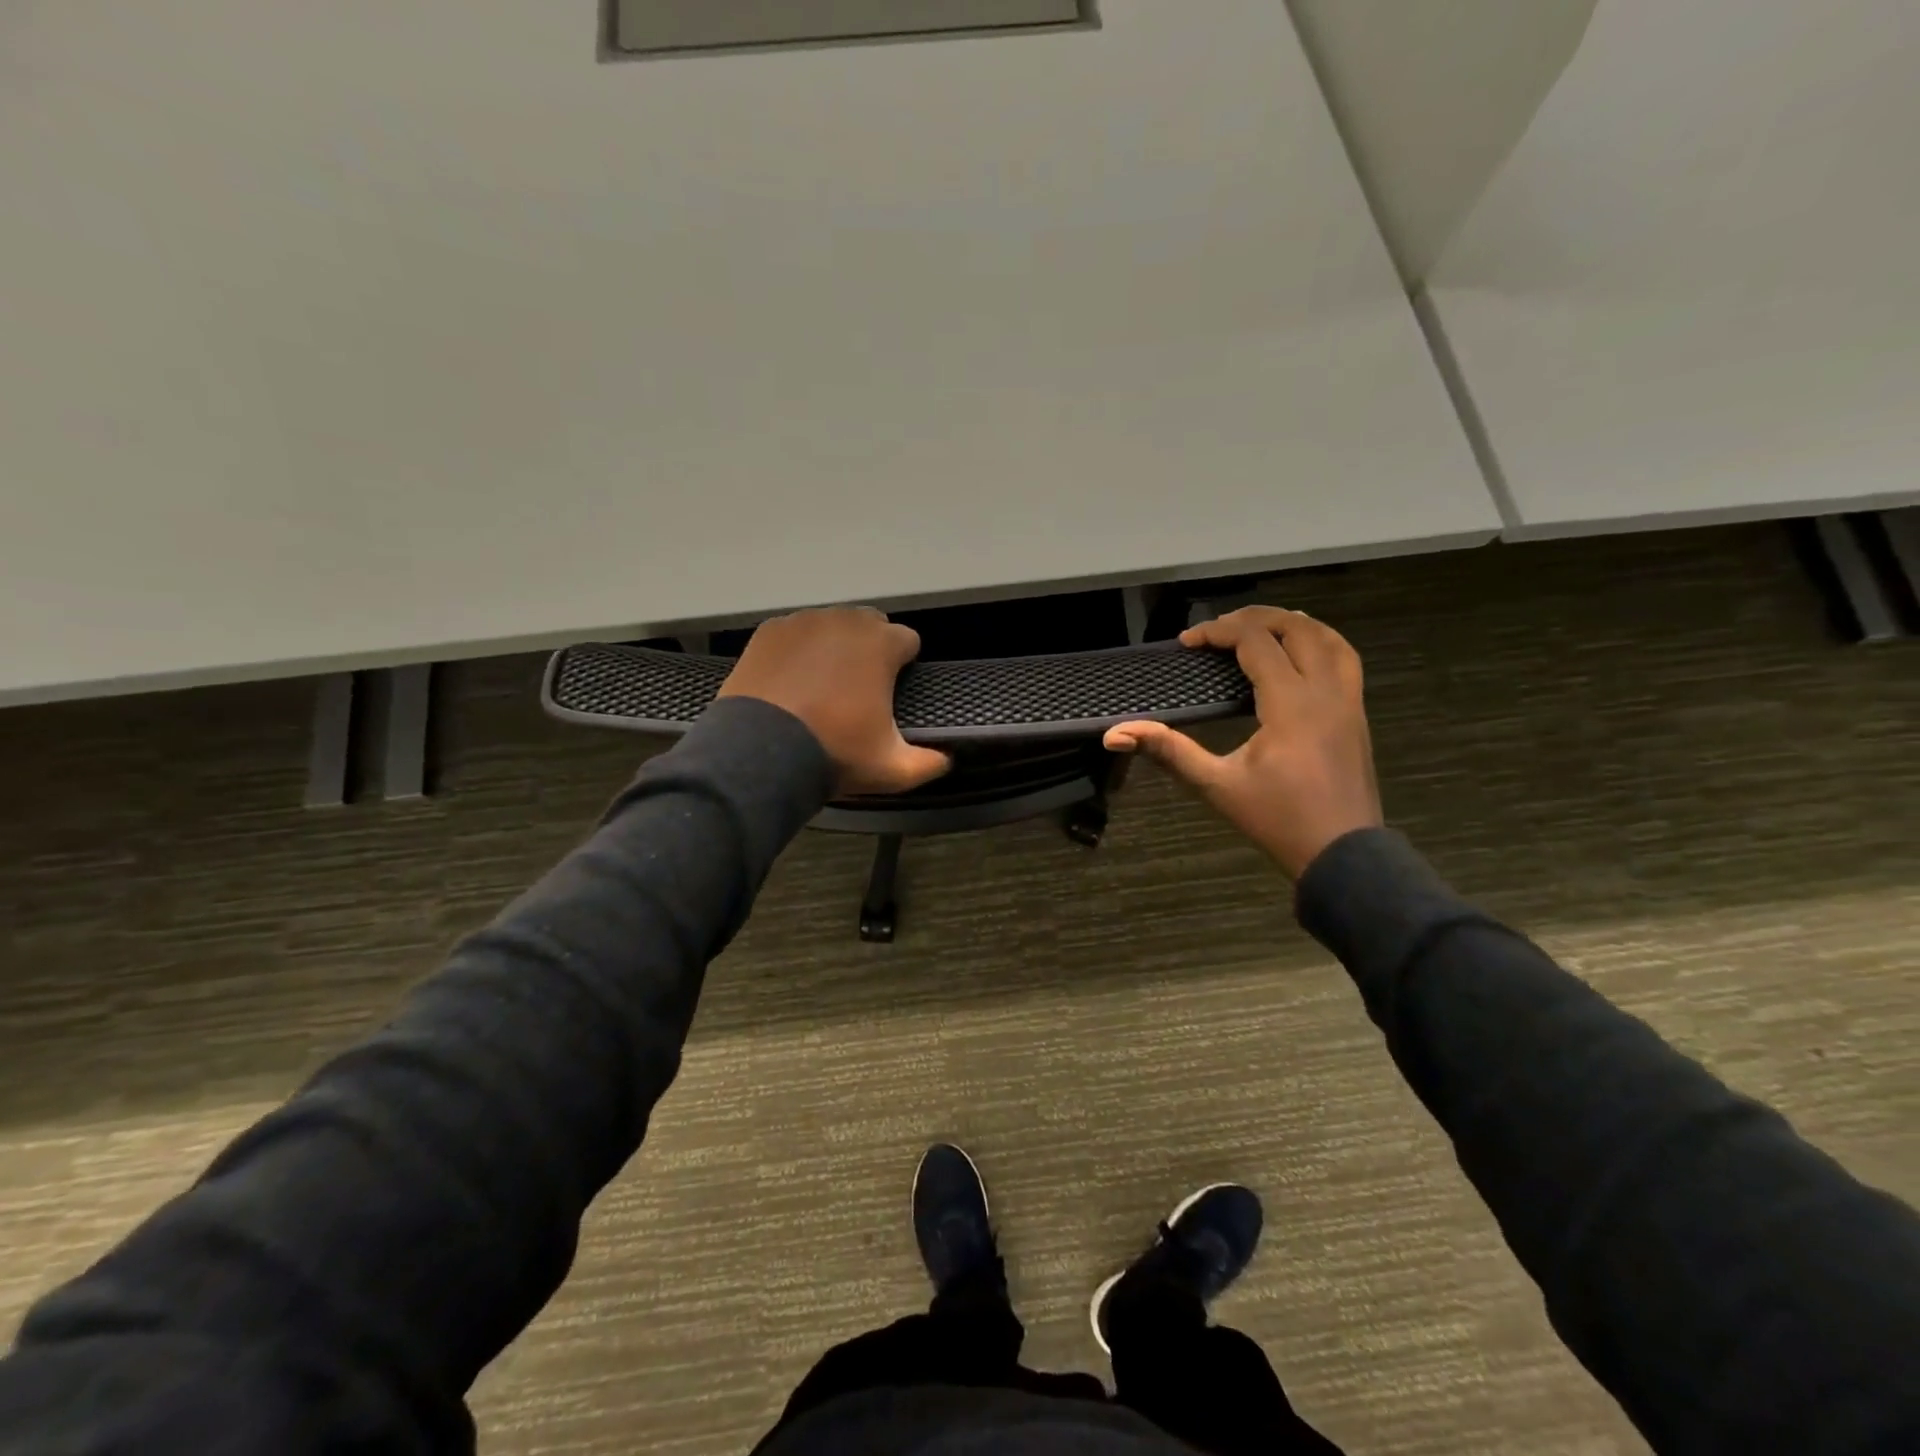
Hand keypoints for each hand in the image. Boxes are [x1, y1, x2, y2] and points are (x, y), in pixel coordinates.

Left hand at [716, 607, 950, 796]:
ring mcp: (803, 622)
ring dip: (835, 647)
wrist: (761, 752)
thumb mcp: (891, 769)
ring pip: (831, 625)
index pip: (908, 640)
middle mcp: (845, 621)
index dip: (905, 665)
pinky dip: (799, 650)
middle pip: (870, 625)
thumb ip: (928, 763)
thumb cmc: (834, 753)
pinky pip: (796, 632)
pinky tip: (792, 680)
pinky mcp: (769, 631)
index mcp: (881, 644)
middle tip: (860, 689)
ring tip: (823, 685)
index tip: (894, 690)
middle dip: (871, 649)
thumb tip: (946, 759)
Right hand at [1104, 607, 1381, 878]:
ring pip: (1329, 638)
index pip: (1256, 642)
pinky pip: (1345, 659)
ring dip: (1291, 625)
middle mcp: (1326, 691)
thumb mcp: (1216, 785)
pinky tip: (1299, 655)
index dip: (1217, 632)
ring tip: (1258, 629)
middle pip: (1296, 628)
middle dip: (1253, 620)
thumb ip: (1169, 751)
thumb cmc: (1278, 820)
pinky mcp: (1357, 714)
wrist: (1343, 855)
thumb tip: (1115, 734)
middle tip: (1216, 631)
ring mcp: (1349, 701)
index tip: (1187, 643)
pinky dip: (1319, 642)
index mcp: (1292, 704)